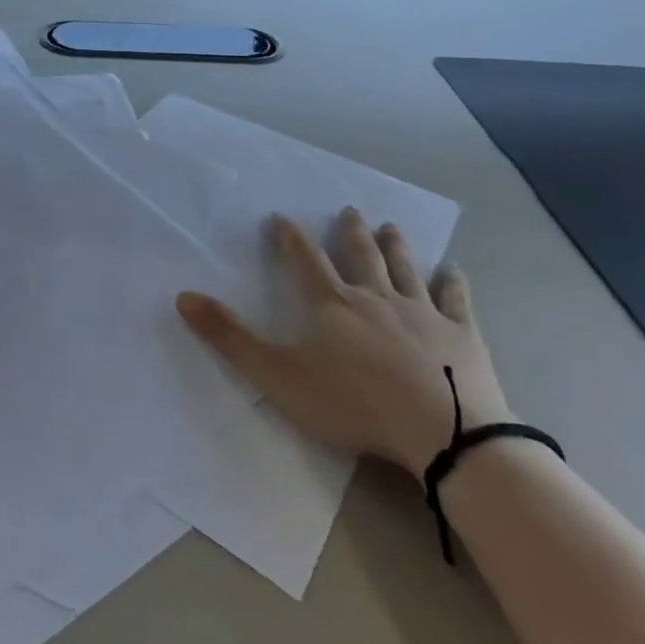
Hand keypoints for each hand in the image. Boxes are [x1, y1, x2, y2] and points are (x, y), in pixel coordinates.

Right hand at [176, 208, 511, 473]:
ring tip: (389, 225)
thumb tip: (183, 296)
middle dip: (350, 232)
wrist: (444, 433)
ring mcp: (422, 312)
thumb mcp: (278, 375)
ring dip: (395, 245)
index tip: (282, 217)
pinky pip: (456, 299)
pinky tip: (454, 269)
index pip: (305, 259)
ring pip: (404, 268)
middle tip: (349, 210)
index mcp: (331, 303)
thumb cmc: (354, 404)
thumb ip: (230, 337)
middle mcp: (375, 296)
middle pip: (360, 255)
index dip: (290, 236)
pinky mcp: (461, 334)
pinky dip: (453, 282)